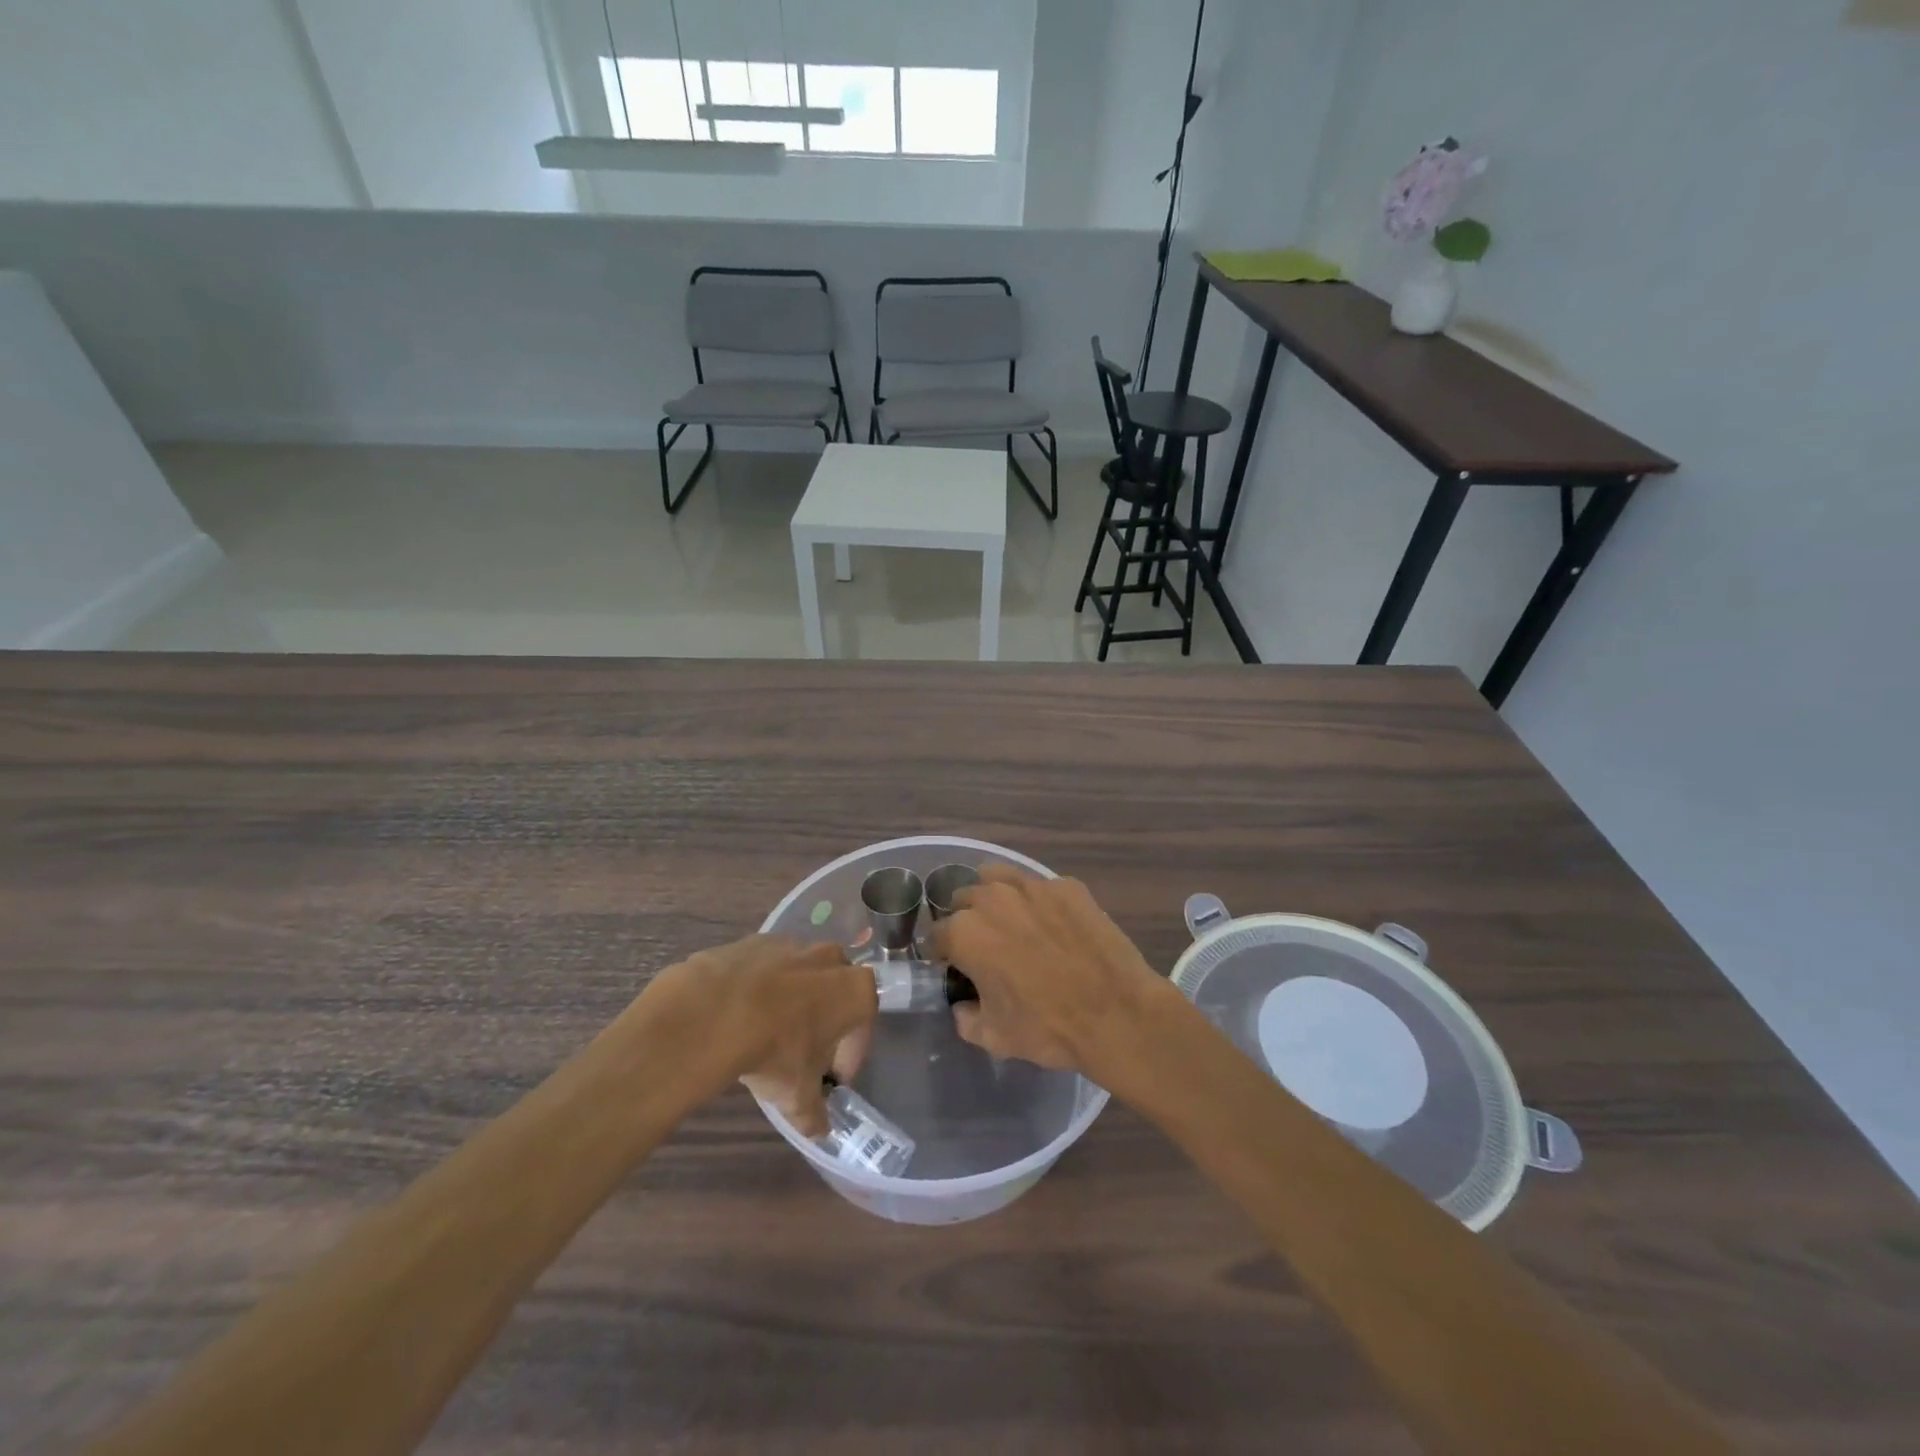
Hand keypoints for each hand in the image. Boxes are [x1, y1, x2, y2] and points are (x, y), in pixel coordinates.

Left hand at [641, 936, 875, 1135]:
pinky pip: (767, 967)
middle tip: (804, 1051)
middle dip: (825, 1019)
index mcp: (856, 991)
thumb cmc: (775, 1050)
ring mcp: (793, 944)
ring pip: (802, 975)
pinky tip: (740, 1014)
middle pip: (836, 991)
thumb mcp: (797, 1095)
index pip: (863, 1025)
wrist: (715, 1010)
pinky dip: (760, 987)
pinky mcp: (756, 940)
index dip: (849, 1056)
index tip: (832, 1079)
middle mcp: (832, 959)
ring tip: (768, 1032)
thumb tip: (819, 1130)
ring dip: (793, 1000)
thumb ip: (814, 1113)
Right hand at [931, 866, 1173, 1084]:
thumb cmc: (1047, 1027)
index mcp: (965, 932)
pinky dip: (1039, 903)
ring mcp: (1034, 886)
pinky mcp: (1068, 886)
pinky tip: (1055, 926)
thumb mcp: (993, 1037)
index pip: (936, 935)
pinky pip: (1042, 887)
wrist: (1117, 1013)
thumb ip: (965, 1017)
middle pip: (963, 899)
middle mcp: (992, 898)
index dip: (941, 953)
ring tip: (1011, 921)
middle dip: (966, 919)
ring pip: (998, 878)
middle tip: (984, 945)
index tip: (952, 967)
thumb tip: (963, 1004)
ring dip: (995, 897)